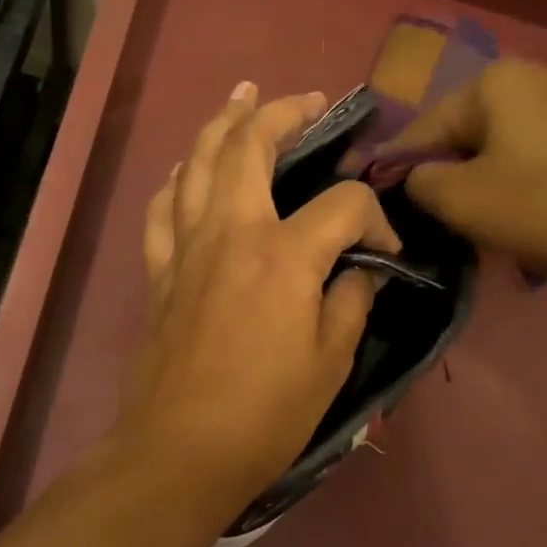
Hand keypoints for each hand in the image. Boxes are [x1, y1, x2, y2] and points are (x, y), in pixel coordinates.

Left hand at [116, 82, 401, 508]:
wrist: (182, 449)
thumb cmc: (266, 413)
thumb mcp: (331, 362)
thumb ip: (351, 301)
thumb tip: (361, 270)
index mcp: (284, 255)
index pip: (343, 204)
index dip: (376, 218)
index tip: (386, 250)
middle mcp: (231, 232)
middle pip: (250, 145)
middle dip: (283, 112)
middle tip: (308, 100)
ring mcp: (187, 247)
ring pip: (197, 161)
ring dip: (222, 122)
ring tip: (242, 97)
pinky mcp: (159, 270)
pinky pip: (162, 207)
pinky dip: (177, 179)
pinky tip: (187, 170)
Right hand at [389, 59, 546, 278]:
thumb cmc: (544, 206)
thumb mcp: (460, 201)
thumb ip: (418, 182)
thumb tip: (416, 177)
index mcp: (492, 82)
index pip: (423, 127)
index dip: (399, 166)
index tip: (384, 199)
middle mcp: (532, 75)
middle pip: (465, 131)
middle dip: (449, 173)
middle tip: (442, 217)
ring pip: (502, 143)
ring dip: (485, 179)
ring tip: (485, 219)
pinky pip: (537, 151)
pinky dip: (522, 178)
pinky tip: (527, 210)